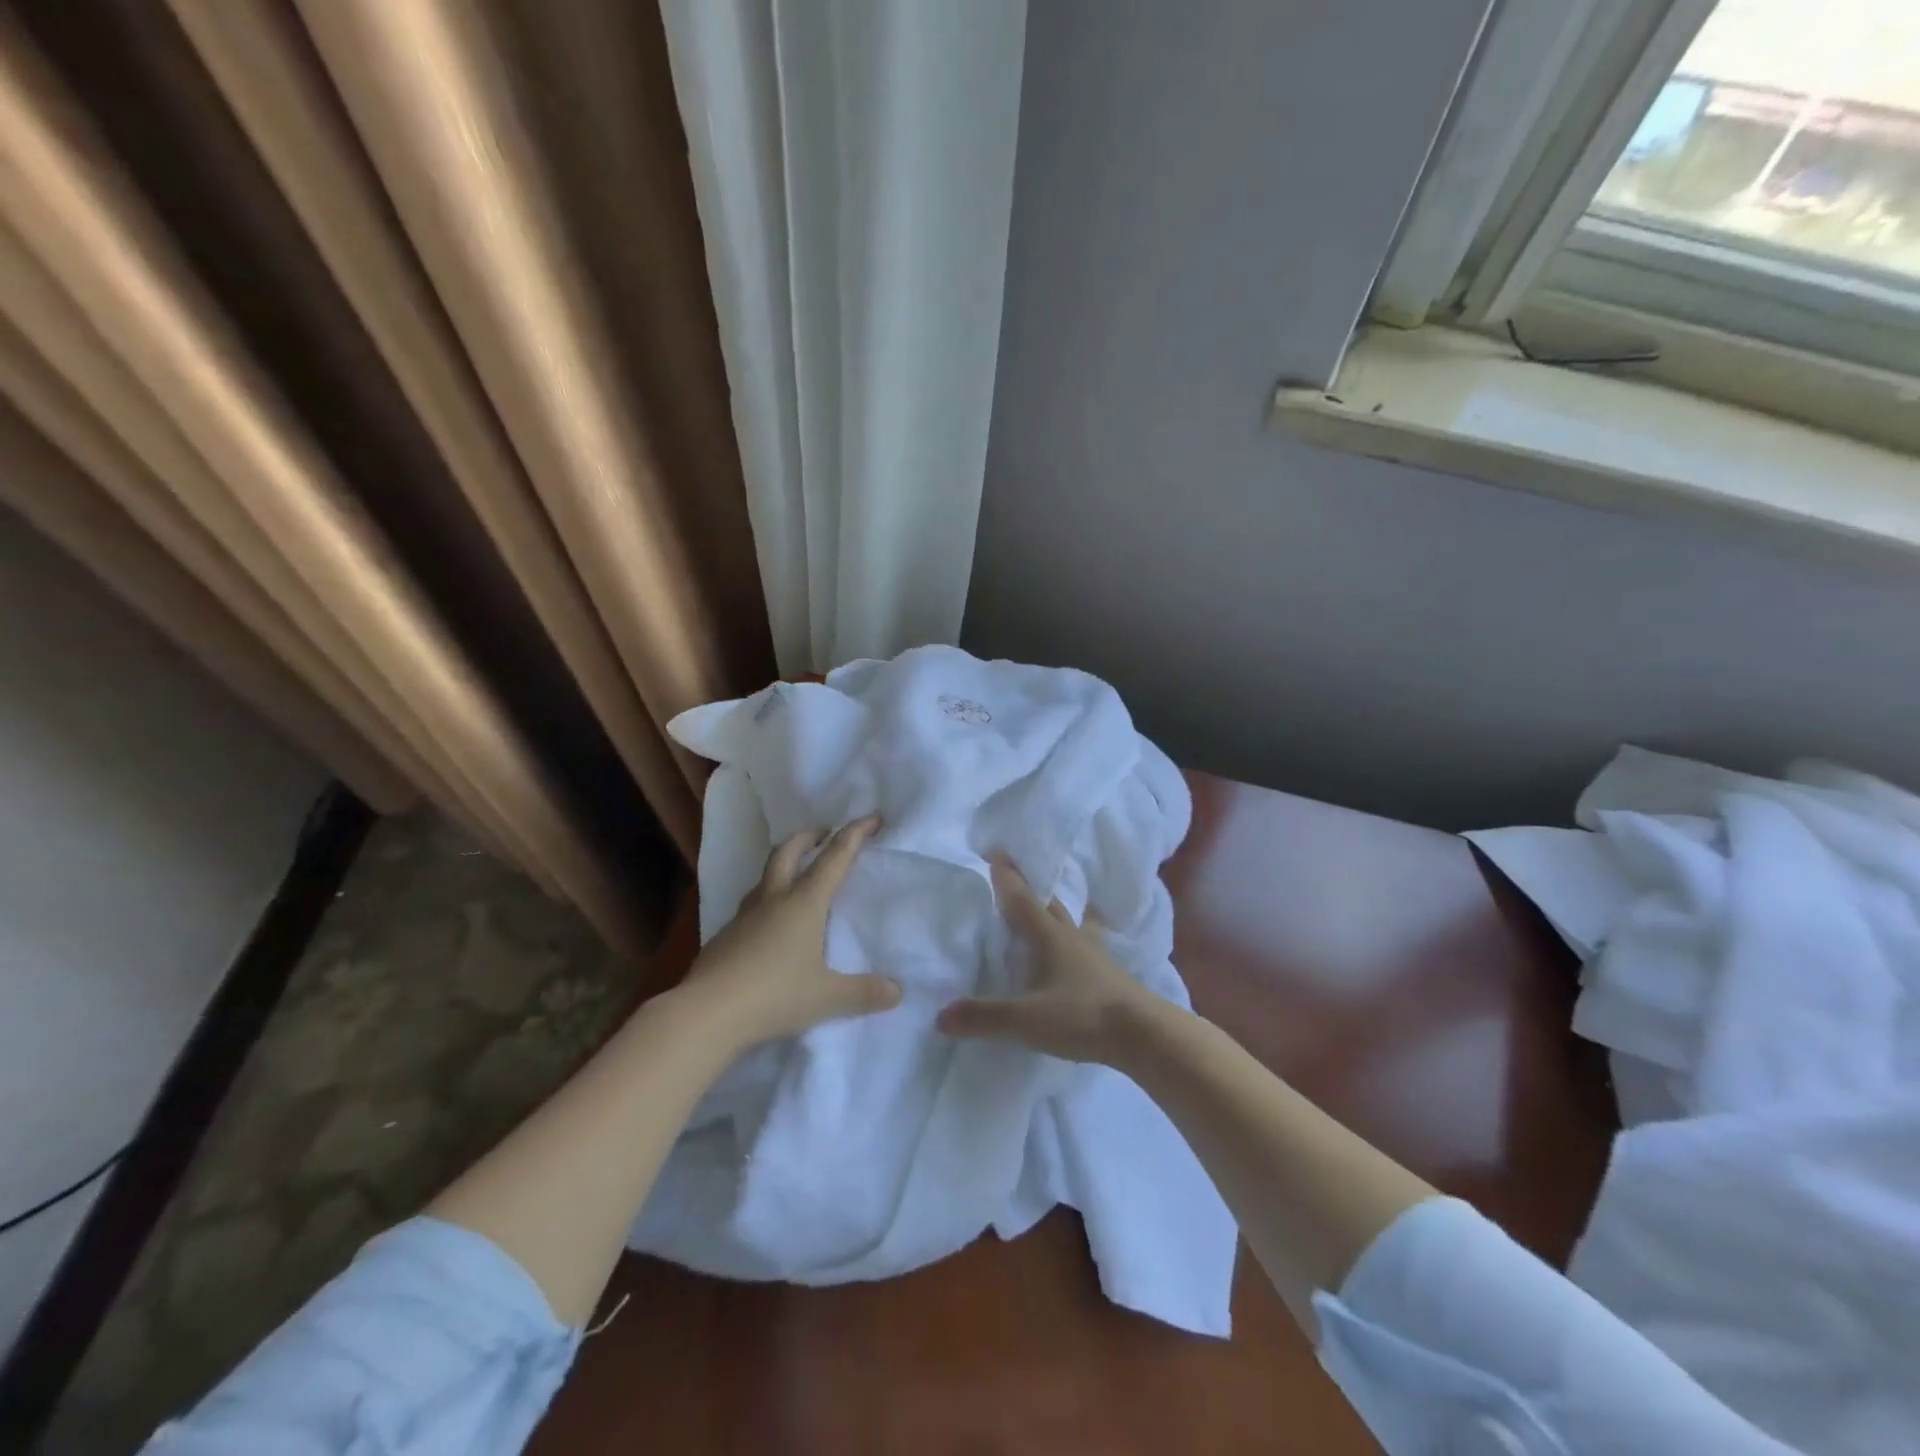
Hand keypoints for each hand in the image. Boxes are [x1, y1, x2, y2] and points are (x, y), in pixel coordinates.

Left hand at [678, 815, 900, 1047]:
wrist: (706, 1013)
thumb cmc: (774, 995)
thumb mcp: (827, 997)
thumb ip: (863, 992)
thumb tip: (897, 991)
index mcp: (804, 902)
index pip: (835, 857)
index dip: (855, 834)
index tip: (872, 817)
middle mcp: (774, 898)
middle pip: (789, 851)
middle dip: (810, 836)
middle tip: (825, 834)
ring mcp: (744, 915)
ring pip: (766, 875)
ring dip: (785, 863)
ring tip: (798, 874)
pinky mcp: (725, 935)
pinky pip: (751, 904)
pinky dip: (768, 898)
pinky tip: (771, 922)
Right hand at [937, 859, 1159, 1063]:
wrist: (1144, 1035)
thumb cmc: (1083, 1016)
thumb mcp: (1027, 1020)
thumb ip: (984, 1017)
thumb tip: (940, 1015)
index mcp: (1050, 937)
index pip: (1022, 900)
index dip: (1006, 877)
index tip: (995, 851)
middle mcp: (1072, 937)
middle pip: (1049, 905)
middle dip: (1031, 889)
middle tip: (1016, 875)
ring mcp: (1095, 955)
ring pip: (1072, 922)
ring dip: (1057, 910)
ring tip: (1051, 904)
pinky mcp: (1109, 975)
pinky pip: (1088, 944)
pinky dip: (1080, 935)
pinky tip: (1083, 943)